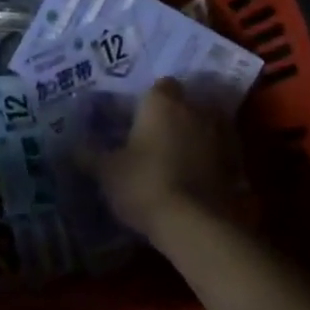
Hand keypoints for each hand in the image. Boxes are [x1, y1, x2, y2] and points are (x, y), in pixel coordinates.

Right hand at [83, 79, 240, 245]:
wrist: (196, 225)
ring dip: (196, 135)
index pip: (160, 84)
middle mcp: (195, 109)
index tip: (138, 116)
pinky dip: (212, 159)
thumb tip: (72, 146)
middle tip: (156, 136)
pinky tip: (198, 177)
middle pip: (186, 102)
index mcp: (162, 101)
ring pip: (207, 125)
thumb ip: (90, 155)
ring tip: (179, 156)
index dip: (150, 99)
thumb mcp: (107, 172)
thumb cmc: (144, 184)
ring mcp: (221, 135)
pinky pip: (222, 152)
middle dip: (174, 115)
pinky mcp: (237, 164)